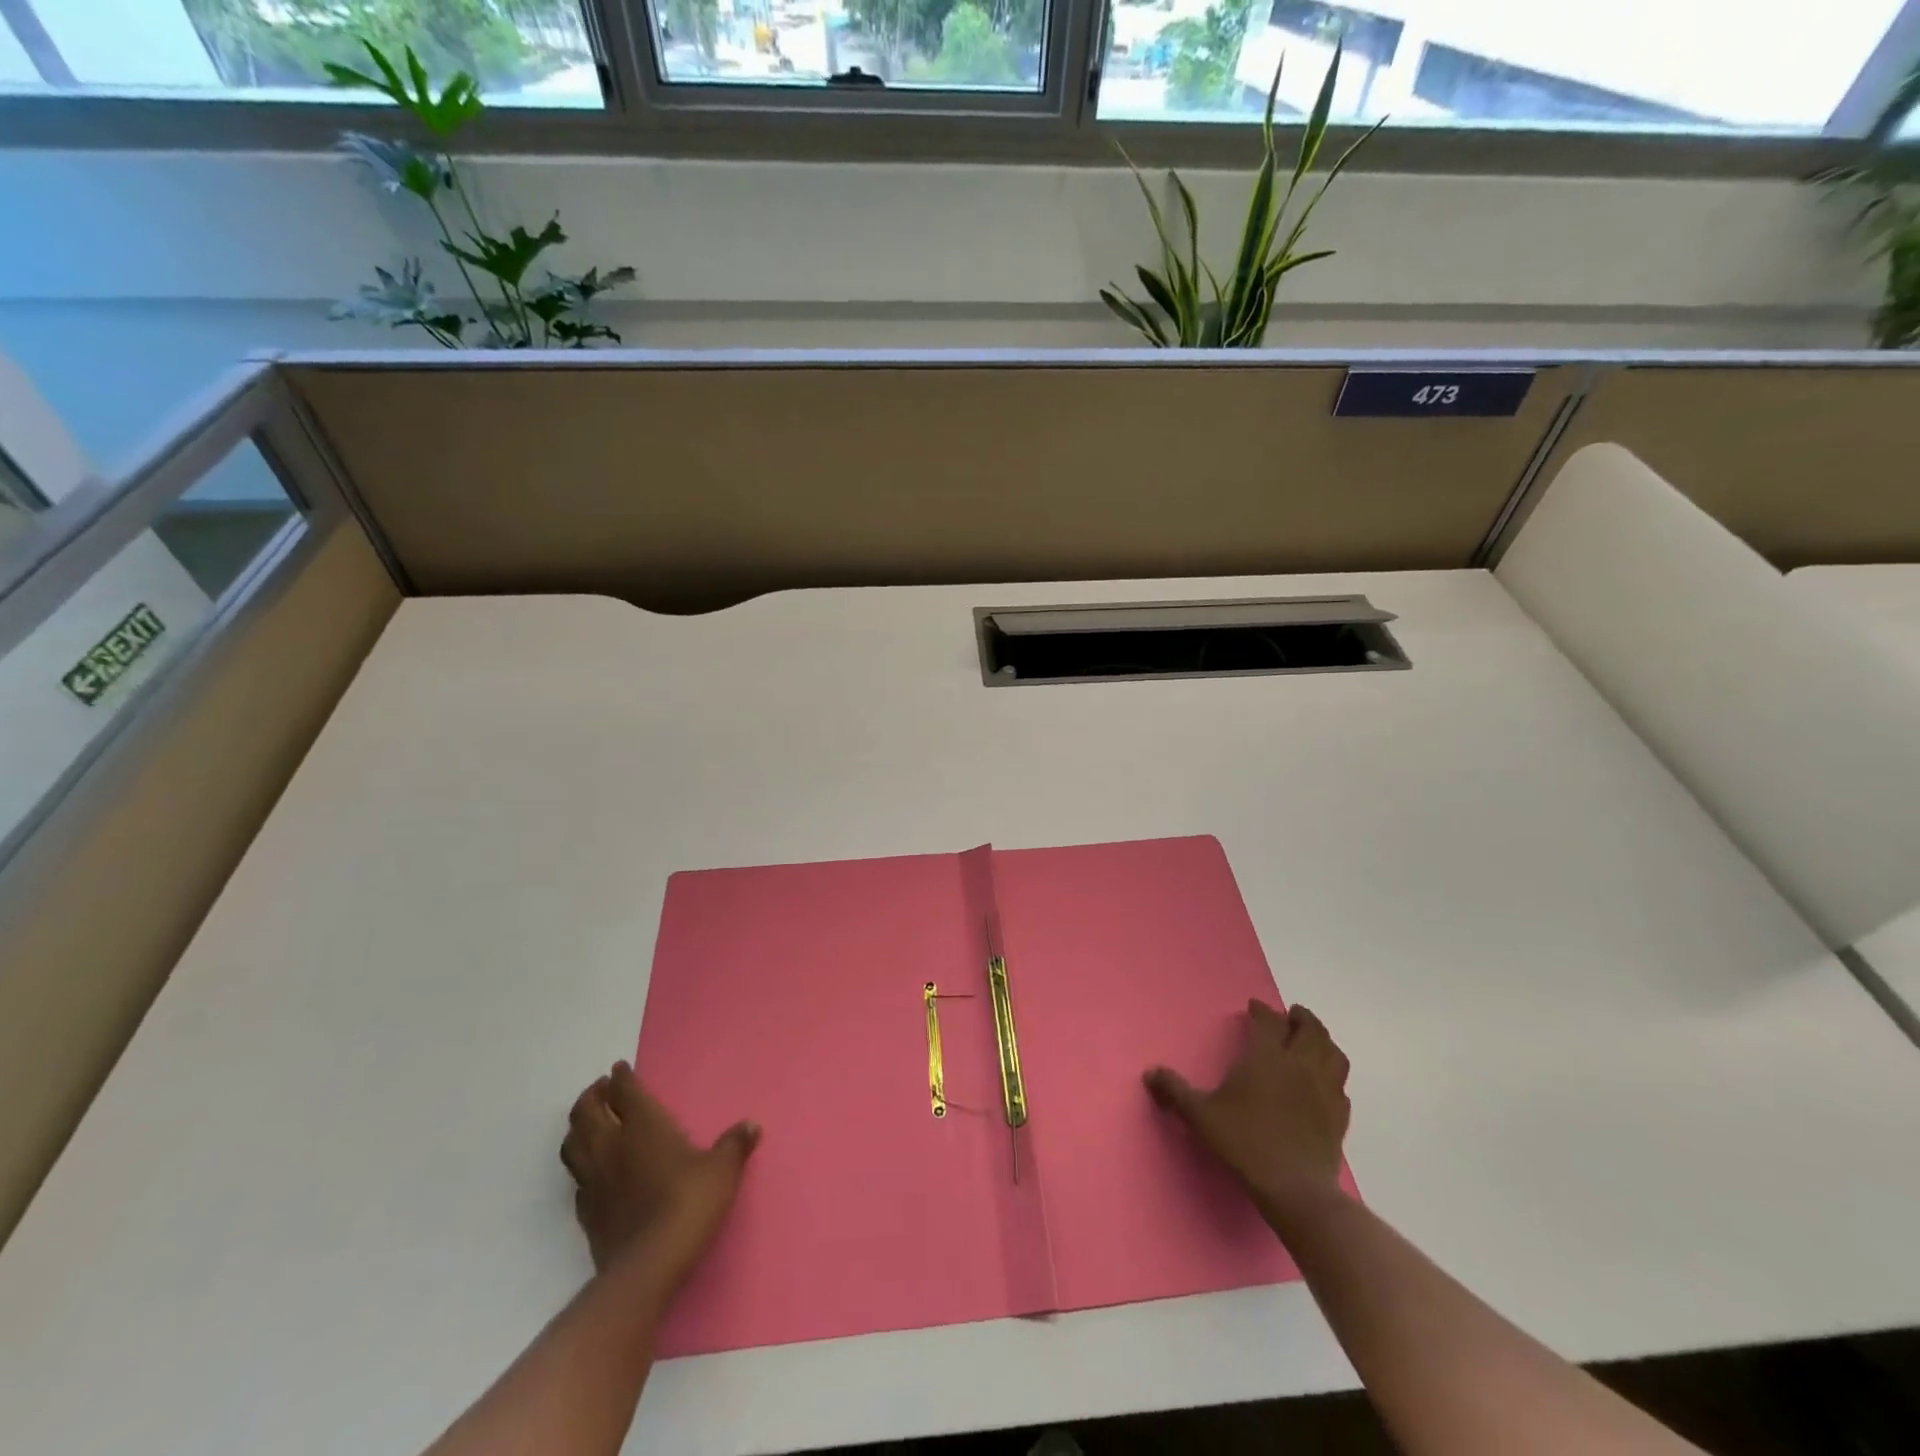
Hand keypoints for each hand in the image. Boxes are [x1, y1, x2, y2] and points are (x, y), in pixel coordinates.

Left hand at [559, 1061, 759, 1288]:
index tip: (619, 1068)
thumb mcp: (722, 1171)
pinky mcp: (585, 1212)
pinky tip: (591, 1170)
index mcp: (643, 1126)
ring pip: (572, 1144)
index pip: (625, 1092)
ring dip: (577, 1127)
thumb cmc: (688, 1204)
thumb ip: (734, 1145)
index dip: (621, 1077)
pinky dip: (580, 1166)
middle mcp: (612, 1146)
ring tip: (588, 1122)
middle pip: (587, 1112)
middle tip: (600, 1089)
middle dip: (592, 1096)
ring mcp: (593, 1180)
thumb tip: (751, 1126)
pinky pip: (576, 1179)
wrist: (649, 1266)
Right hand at [1145, 1001, 1350, 1218]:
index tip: (1254, 1007)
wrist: (1294, 1189)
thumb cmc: (1244, 1142)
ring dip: (1323, 1041)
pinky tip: (1324, 1083)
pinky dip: (1333, 1075)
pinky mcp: (1339, 1116)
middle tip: (1291, 1015)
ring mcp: (1325, 1090)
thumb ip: (1174, 1091)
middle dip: (1300, 1018)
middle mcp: (1299, 1064)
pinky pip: (1341, 1085)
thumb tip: (1150, 1073)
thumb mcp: (1200, 1115)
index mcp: (1266, 1056)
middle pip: (1310, 1029)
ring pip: (1333, 1053)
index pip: (1269, 1021)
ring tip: (1312, 1041)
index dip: (1262, 1011)